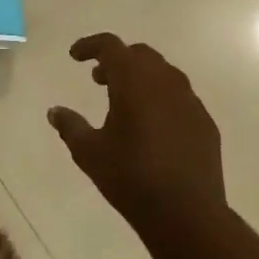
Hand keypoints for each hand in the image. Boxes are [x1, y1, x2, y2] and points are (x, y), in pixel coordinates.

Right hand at [48, 34, 225, 235]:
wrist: (186, 213)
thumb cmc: (130, 178)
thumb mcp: (89, 152)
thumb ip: (70, 126)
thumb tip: (54, 111)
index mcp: (134, 82)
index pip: (111, 46)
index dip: (90, 45)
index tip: (75, 56)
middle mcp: (165, 82)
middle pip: (140, 55)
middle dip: (117, 60)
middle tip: (98, 79)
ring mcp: (190, 101)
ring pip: (163, 73)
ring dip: (140, 78)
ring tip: (123, 101)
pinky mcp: (204, 122)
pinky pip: (179, 97)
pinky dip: (160, 98)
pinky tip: (151, 125)